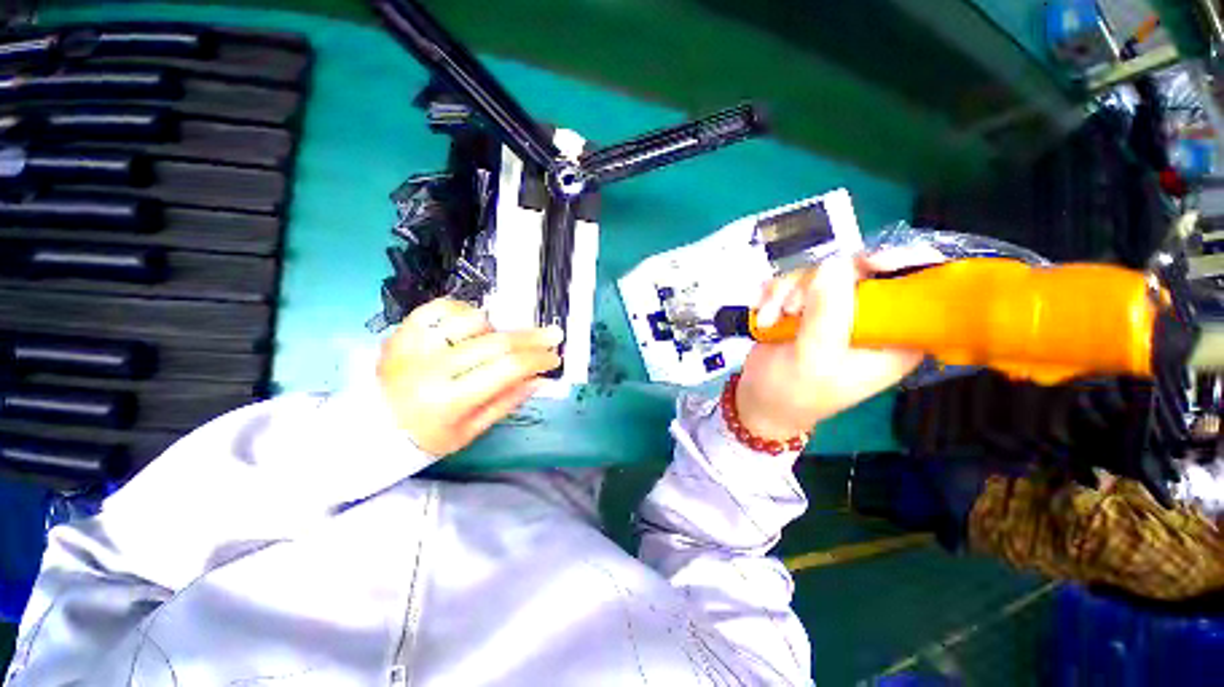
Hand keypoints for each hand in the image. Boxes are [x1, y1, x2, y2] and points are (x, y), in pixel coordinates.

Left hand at [377, 298, 562, 455]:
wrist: (368, 427)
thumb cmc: (424, 436)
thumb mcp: (470, 431)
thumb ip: (507, 401)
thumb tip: (539, 378)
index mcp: (449, 399)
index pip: (507, 368)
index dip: (537, 359)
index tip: (554, 358)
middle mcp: (431, 367)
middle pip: (496, 341)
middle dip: (532, 337)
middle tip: (553, 335)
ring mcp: (415, 343)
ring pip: (473, 320)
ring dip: (497, 329)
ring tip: (498, 343)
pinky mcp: (403, 329)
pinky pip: (443, 306)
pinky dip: (466, 312)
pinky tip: (473, 326)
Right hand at [736, 249, 942, 440]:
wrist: (759, 400)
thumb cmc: (793, 392)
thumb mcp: (813, 359)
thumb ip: (827, 315)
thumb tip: (834, 264)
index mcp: (893, 338)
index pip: (919, 290)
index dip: (904, 265)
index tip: (870, 263)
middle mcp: (869, 318)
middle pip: (860, 270)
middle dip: (817, 284)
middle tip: (792, 307)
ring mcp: (835, 308)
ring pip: (819, 272)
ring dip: (786, 292)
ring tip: (770, 319)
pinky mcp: (806, 305)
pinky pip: (793, 280)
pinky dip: (774, 293)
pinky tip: (763, 315)